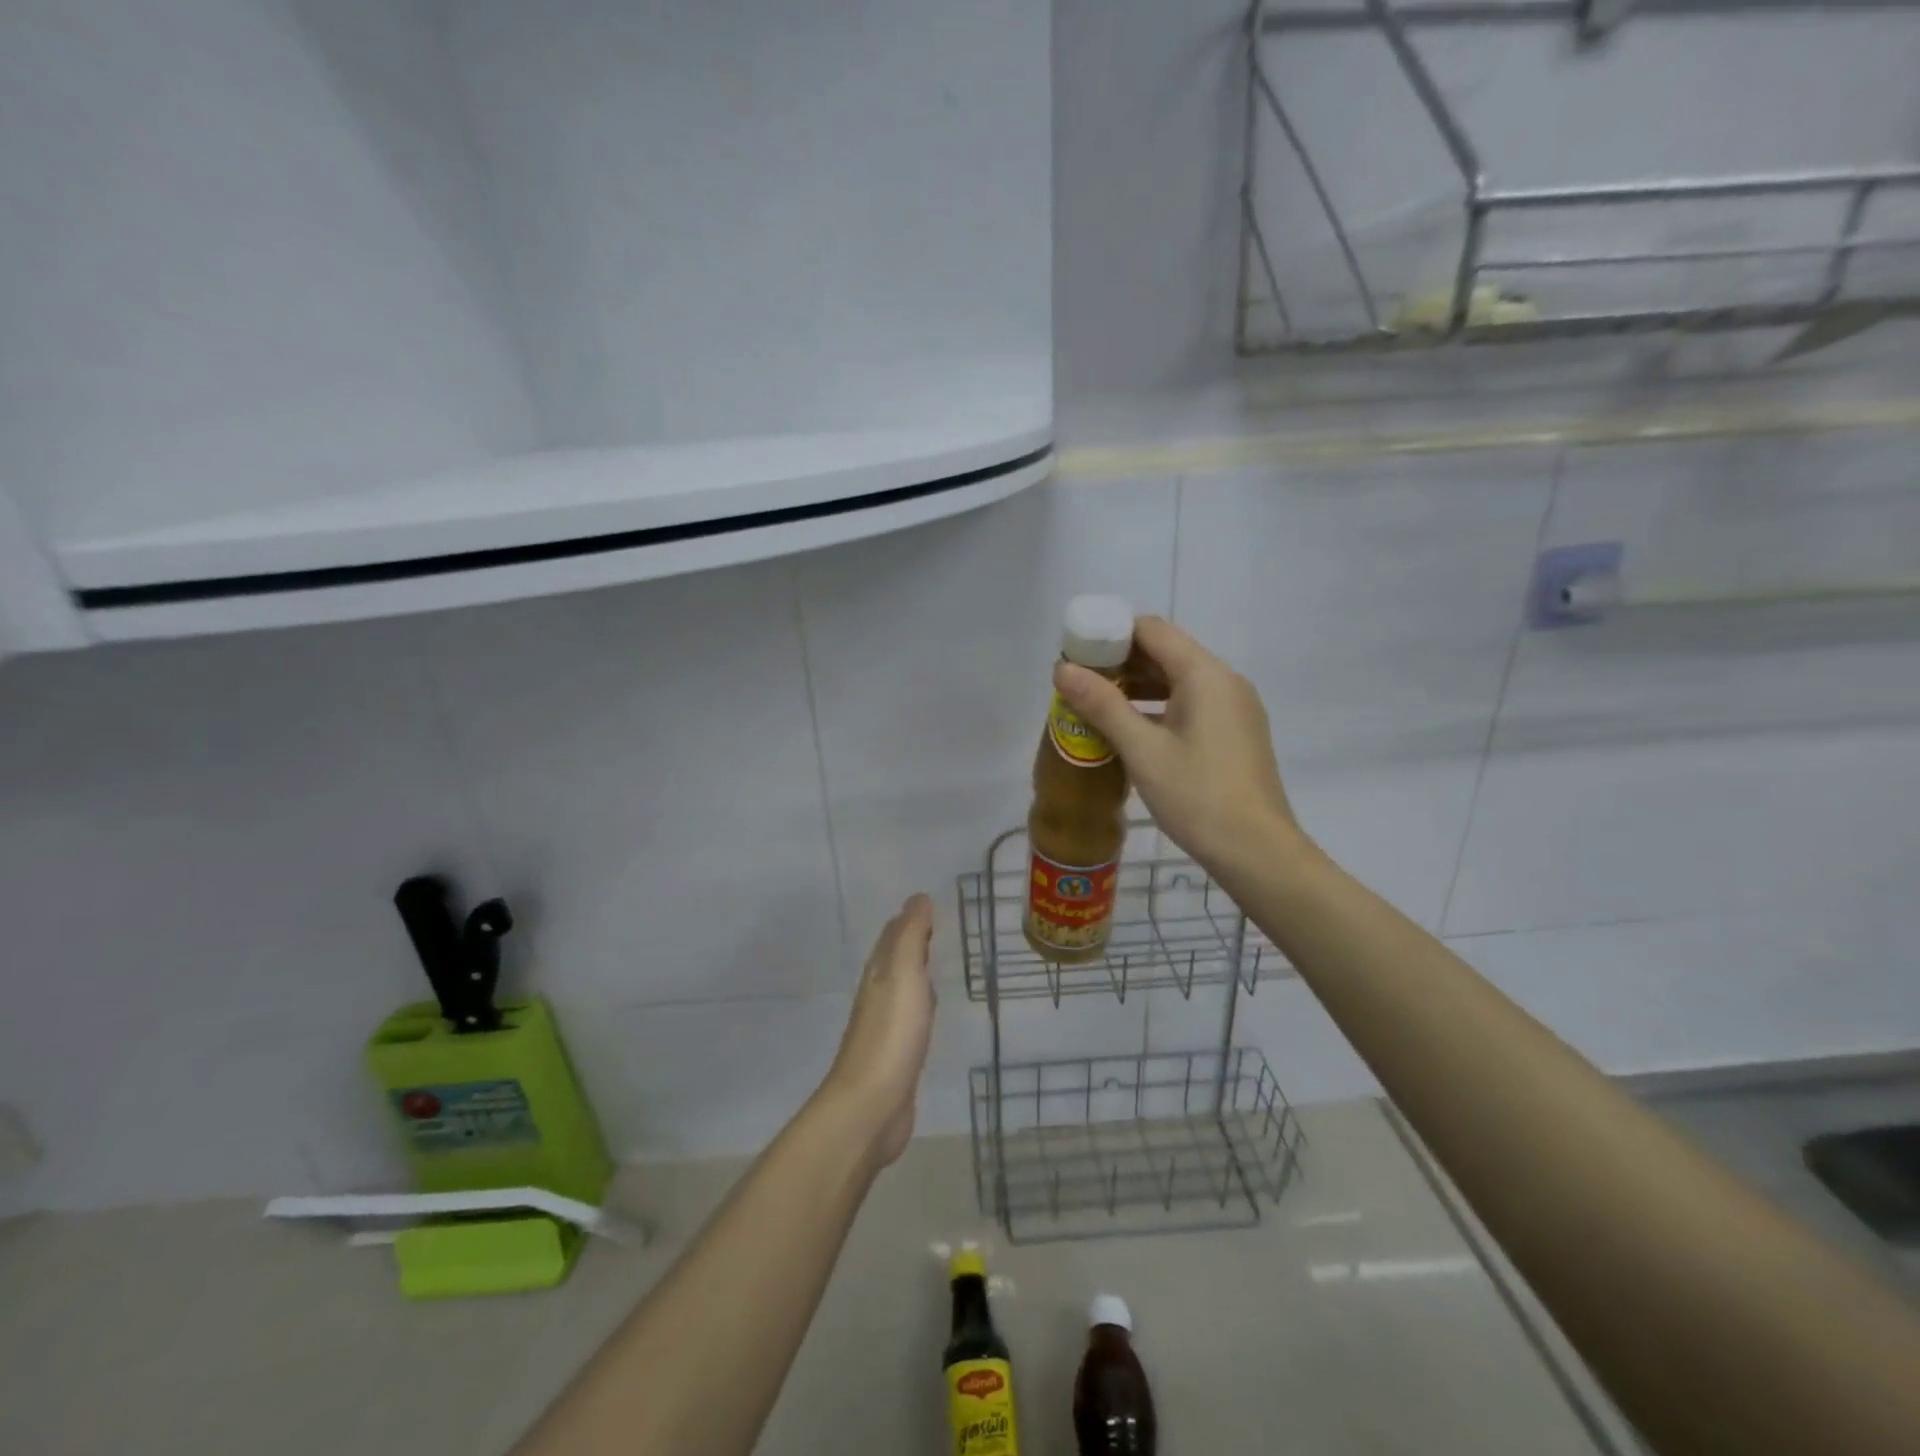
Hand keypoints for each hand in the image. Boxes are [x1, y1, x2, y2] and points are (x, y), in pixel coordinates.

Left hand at [818, 894, 936, 1169]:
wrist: (871, 1106)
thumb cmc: (891, 1034)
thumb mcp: (904, 974)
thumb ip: (911, 936)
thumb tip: (918, 898)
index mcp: (879, 972)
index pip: (894, 934)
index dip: (911, 917)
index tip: (932, 902)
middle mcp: (879, 993)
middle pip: (895, 958)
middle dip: (913, 940)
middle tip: (939, 924)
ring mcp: (886, 1026)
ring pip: (903, 986)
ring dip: (917, 971)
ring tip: (939, 960)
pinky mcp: (897, 1055)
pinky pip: (911, 1017)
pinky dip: (921, 1004)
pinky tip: (931, 1011)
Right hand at [1054, 617, 1301, 876]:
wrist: (1256, 851)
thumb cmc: (1197, 795)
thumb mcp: (1142, 750)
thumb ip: (1102, 704)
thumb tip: (1061, 668)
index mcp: (1205, 674)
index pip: (1151, 630)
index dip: (1111, 635)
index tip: (1077, 654)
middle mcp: (1224, 681)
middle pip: (1166, 653)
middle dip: (1121, 663)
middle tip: (1079, 683)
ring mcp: (1234, 708)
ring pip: (1178, 681)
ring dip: (1138, 687)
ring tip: (1097, 707)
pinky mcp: (1235, 733)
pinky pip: (1191, 704)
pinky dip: (1159, 707)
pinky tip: (1131, 731)